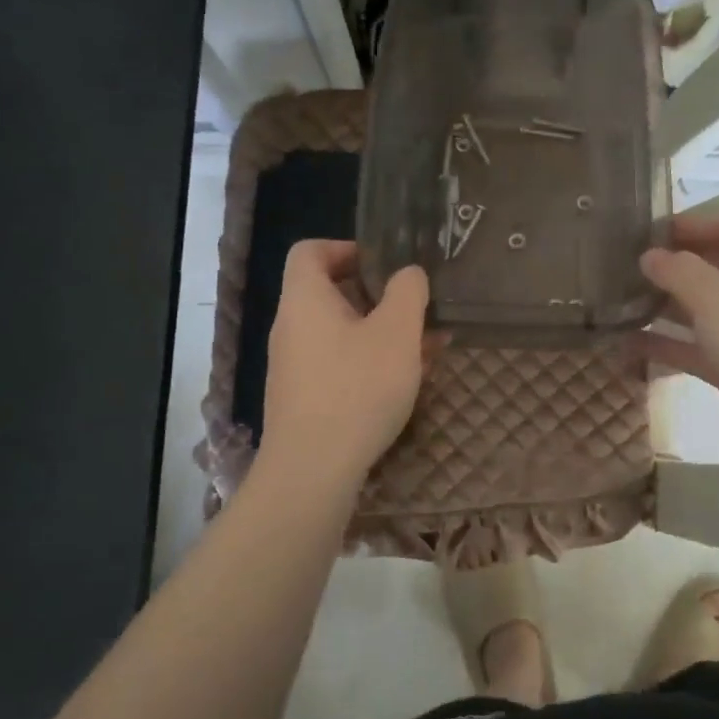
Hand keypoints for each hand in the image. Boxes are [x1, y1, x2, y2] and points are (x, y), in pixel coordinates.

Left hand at [261, 240, 430, 492]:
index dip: (346, 247)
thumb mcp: (396, 333)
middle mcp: (292, 327)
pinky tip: (407, 381)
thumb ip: (407, 292)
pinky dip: (371, 362)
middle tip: (416, 308)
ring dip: (382, 333)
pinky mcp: (305, 398)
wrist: (313, 471)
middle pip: (330, 293)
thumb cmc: (357, 389)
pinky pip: (340, 364)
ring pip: (342, 333)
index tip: (384, 264)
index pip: (309, 251)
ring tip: (427, 346)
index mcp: (304, 300)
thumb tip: (408, 274)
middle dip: (378, 297)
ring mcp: (295, 366)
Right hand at [639, 216, 718, 478]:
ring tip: (619, 301)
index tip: (652, 228)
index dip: (696, 223)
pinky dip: (664, 345)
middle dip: (673, 265)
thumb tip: (649, 256)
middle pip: (714, 269)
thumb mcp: (716, 296)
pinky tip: (627, 345)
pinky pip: (694, 350)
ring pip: (700, 312)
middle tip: (627, 265)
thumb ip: (678, 270)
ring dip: (663, 306)